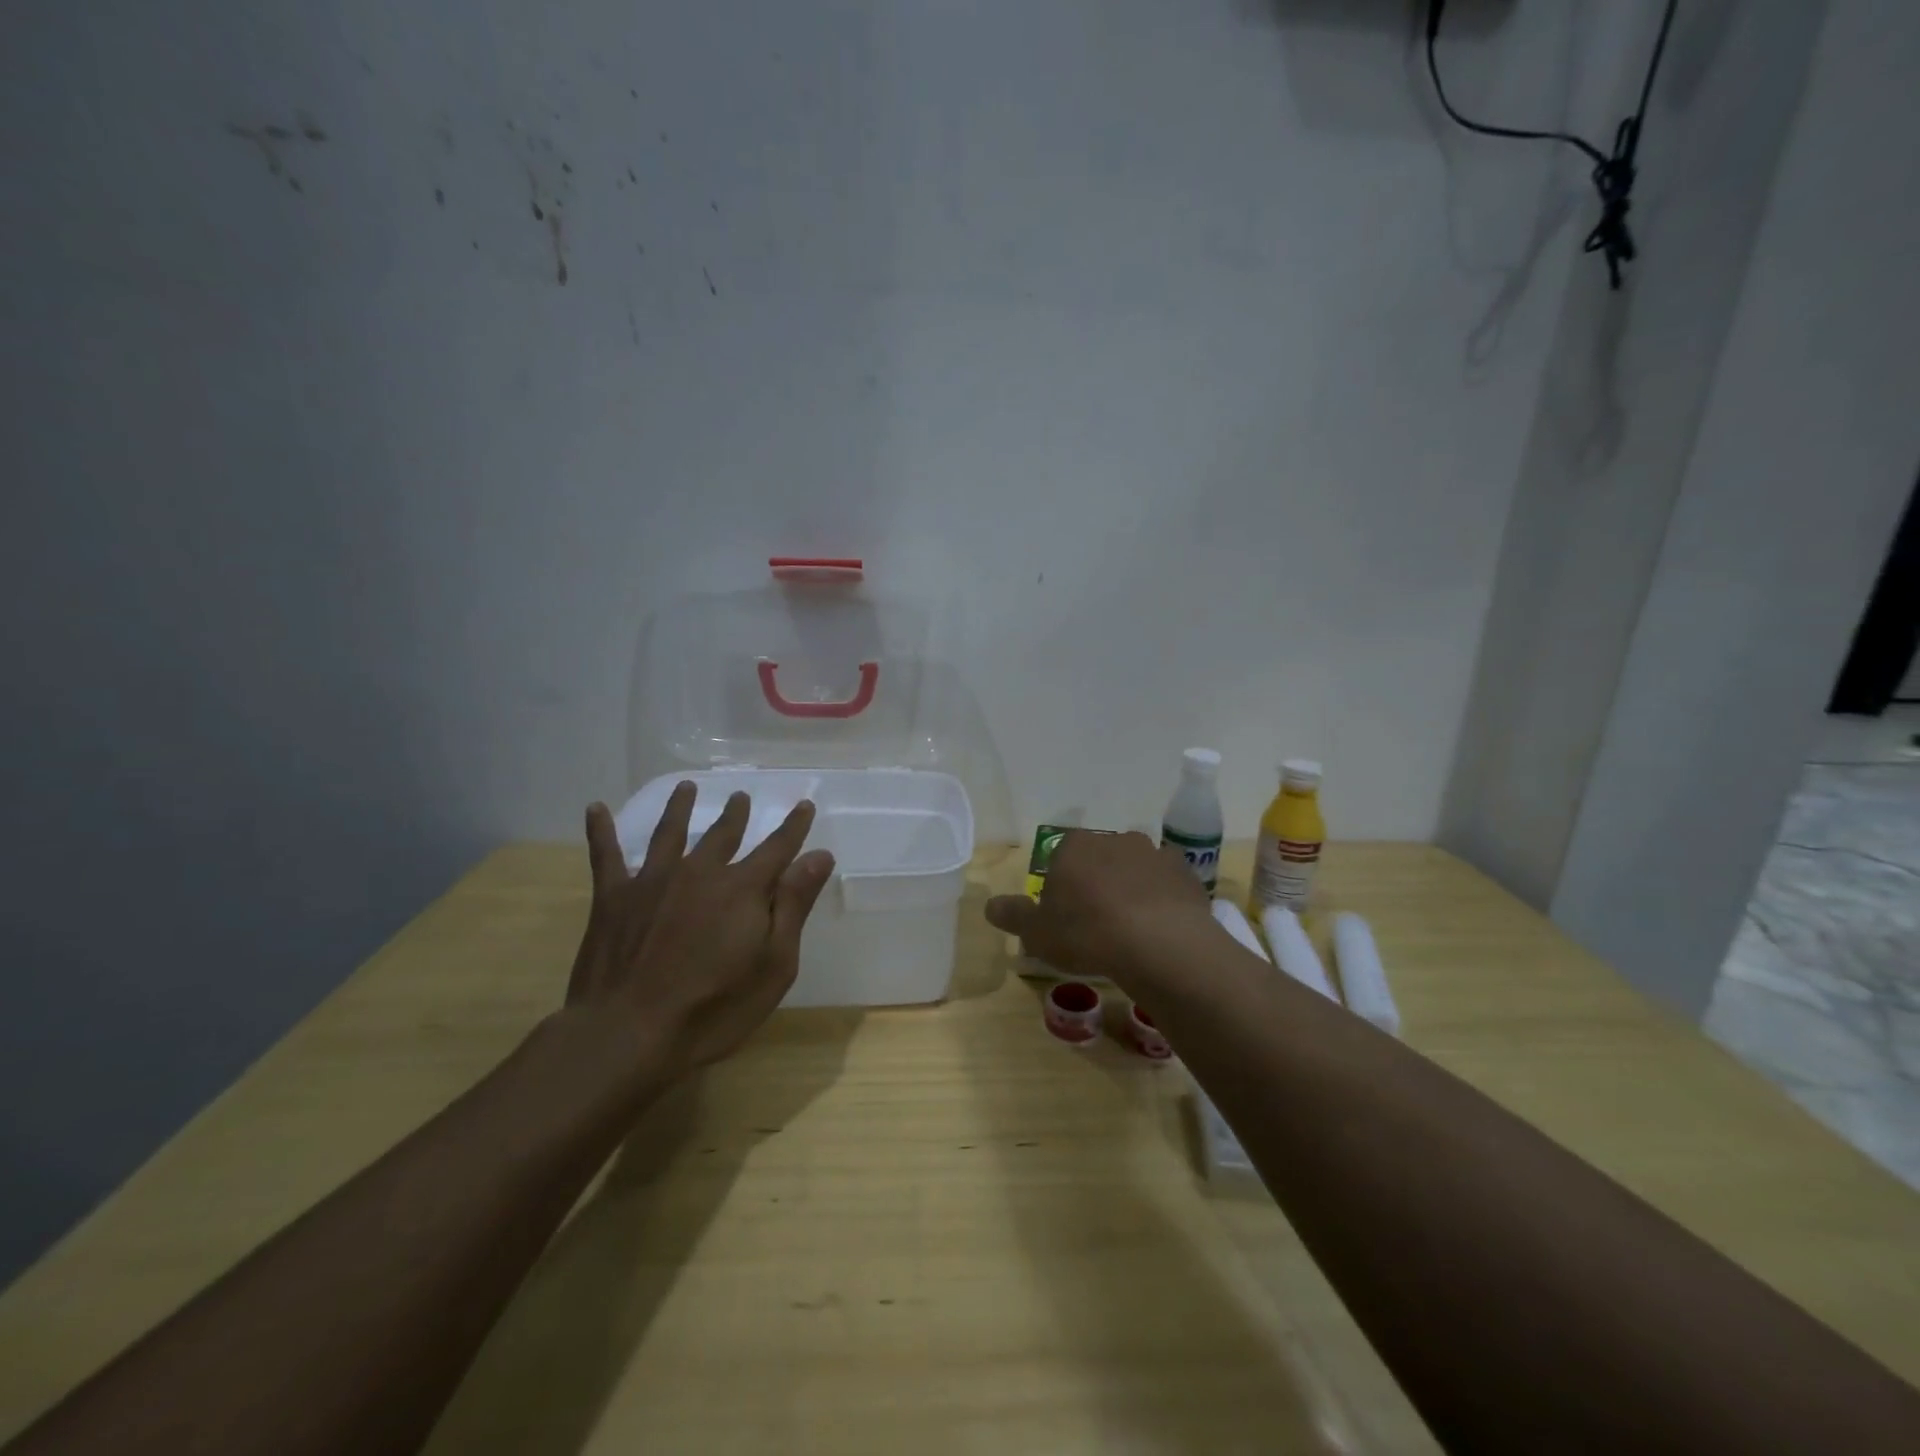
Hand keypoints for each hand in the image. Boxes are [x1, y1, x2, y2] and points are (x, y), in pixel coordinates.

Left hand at [570, 783, 835, 1081]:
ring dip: (679, 808)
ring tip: (685, 787)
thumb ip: (794, 905)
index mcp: (742, 889)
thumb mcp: (773, 964)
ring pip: (669, 832)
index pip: (777, 848)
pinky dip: (600, 830)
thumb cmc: (713, 1008)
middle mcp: (699, 872)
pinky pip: (605, 855)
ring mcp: (653, 881)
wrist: (627, 1033)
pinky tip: (596, 808)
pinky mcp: (613, 898)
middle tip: (741, 796)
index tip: (804, 805)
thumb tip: (819, 855)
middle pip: (723, 834)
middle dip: (737, 814)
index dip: (793, 826)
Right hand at [984, 830, 1215, 990]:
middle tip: (1095, 922)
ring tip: (1131, 928)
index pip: (1060, 857)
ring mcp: (1153, 852)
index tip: (1064, 915)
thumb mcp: (1037, 933)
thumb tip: (990, 906)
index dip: (1061, 885)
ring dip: (1131, 888)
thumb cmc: (1087, 934)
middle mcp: (1113, 839)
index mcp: (1074, 846)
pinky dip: (1162, 898)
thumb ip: (1013, 915)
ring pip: (1134, 868)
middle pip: (1099, 859)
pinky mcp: (1185, 872)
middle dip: (1096, 882)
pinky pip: (1166, 883)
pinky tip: (1160, 928)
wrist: (1159, 944)